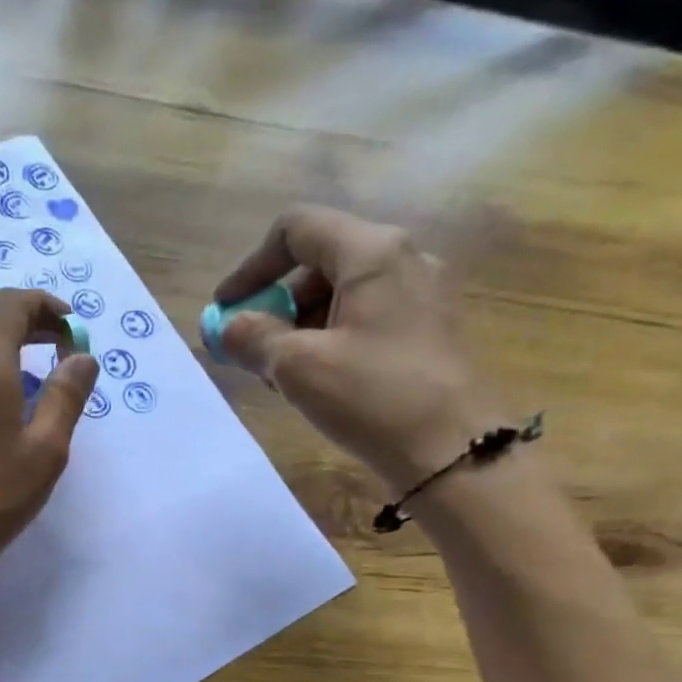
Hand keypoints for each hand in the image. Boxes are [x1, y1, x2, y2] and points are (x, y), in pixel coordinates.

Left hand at [0, 288, 98, 597]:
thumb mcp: (47, 448)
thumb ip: (67, 394)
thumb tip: (82, 356)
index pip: (11, 304)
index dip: (46, 307)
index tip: (72, 331)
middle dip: (31, 325)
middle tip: (64, 350)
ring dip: (8, 347)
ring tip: (40, 379)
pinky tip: (6, 404)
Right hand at [212, 205, 503, 490]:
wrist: (456, 452)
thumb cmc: (374, 397)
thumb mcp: (297, 367)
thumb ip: (252, 338)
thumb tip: (225, 327)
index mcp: (372, 253)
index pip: (296, 229)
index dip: (251, 266)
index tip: (226, 310)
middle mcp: (402, 261)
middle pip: (318, 263)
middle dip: (275, 304)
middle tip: (251, 352)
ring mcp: (421, 297)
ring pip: (340, 296)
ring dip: (298, 329)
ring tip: (280, 378)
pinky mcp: (427, 333)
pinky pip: (364, 321)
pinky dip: (329, 342)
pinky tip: (317, 385)